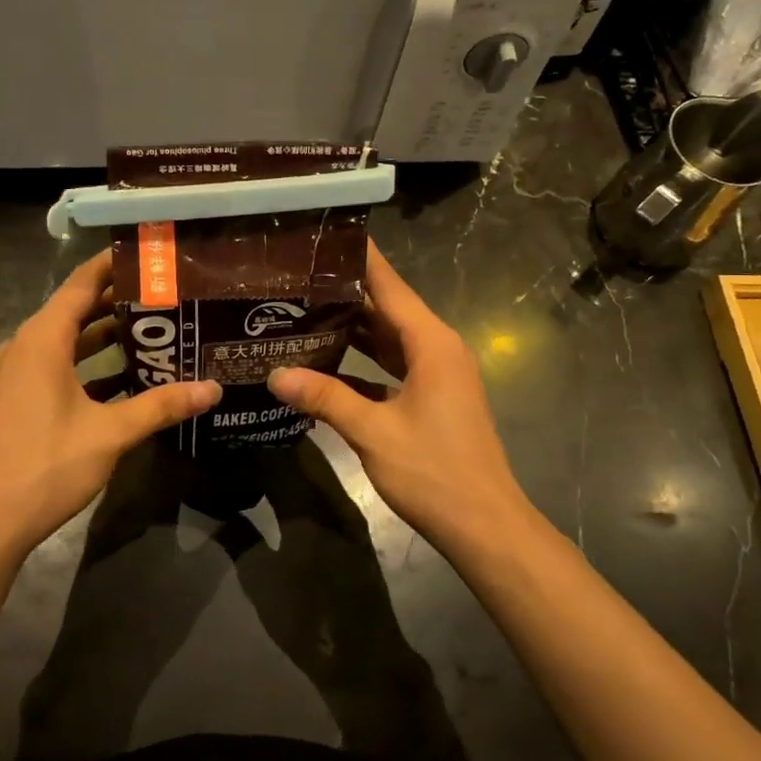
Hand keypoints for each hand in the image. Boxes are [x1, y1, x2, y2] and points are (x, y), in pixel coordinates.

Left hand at [0, 250, 219, 565]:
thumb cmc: (45, 464)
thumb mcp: (110, 432)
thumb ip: (161, 406)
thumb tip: (213, 389)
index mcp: (43, 339)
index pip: (82, 284)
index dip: (113, 264)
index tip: (149, 254)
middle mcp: (27, 347)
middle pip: (77, 310)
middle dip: (120, 302)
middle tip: (168, 294)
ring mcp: (20, 375)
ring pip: (70, 342)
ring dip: (107, 337)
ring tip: (156, 331)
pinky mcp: (21, 401)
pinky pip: (61, 368)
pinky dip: (92, 367)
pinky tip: (128, 379)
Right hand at [267, 242, 533, 553]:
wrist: (485, 526)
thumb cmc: (435, 471)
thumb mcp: (374, 432)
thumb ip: (326, 398)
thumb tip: (275, 374)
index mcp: (432, 343)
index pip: (391, 286)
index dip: (361, 260)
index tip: (328, 234)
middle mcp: (438, 350)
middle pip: (388, 310)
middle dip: (346, 294)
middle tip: (298, 277)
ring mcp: (437, 376)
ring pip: (389, 340)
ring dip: (353, 329)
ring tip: (304, 311)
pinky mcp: (432, 399)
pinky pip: (393, 367)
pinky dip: (364, 363)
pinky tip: (327, 363)